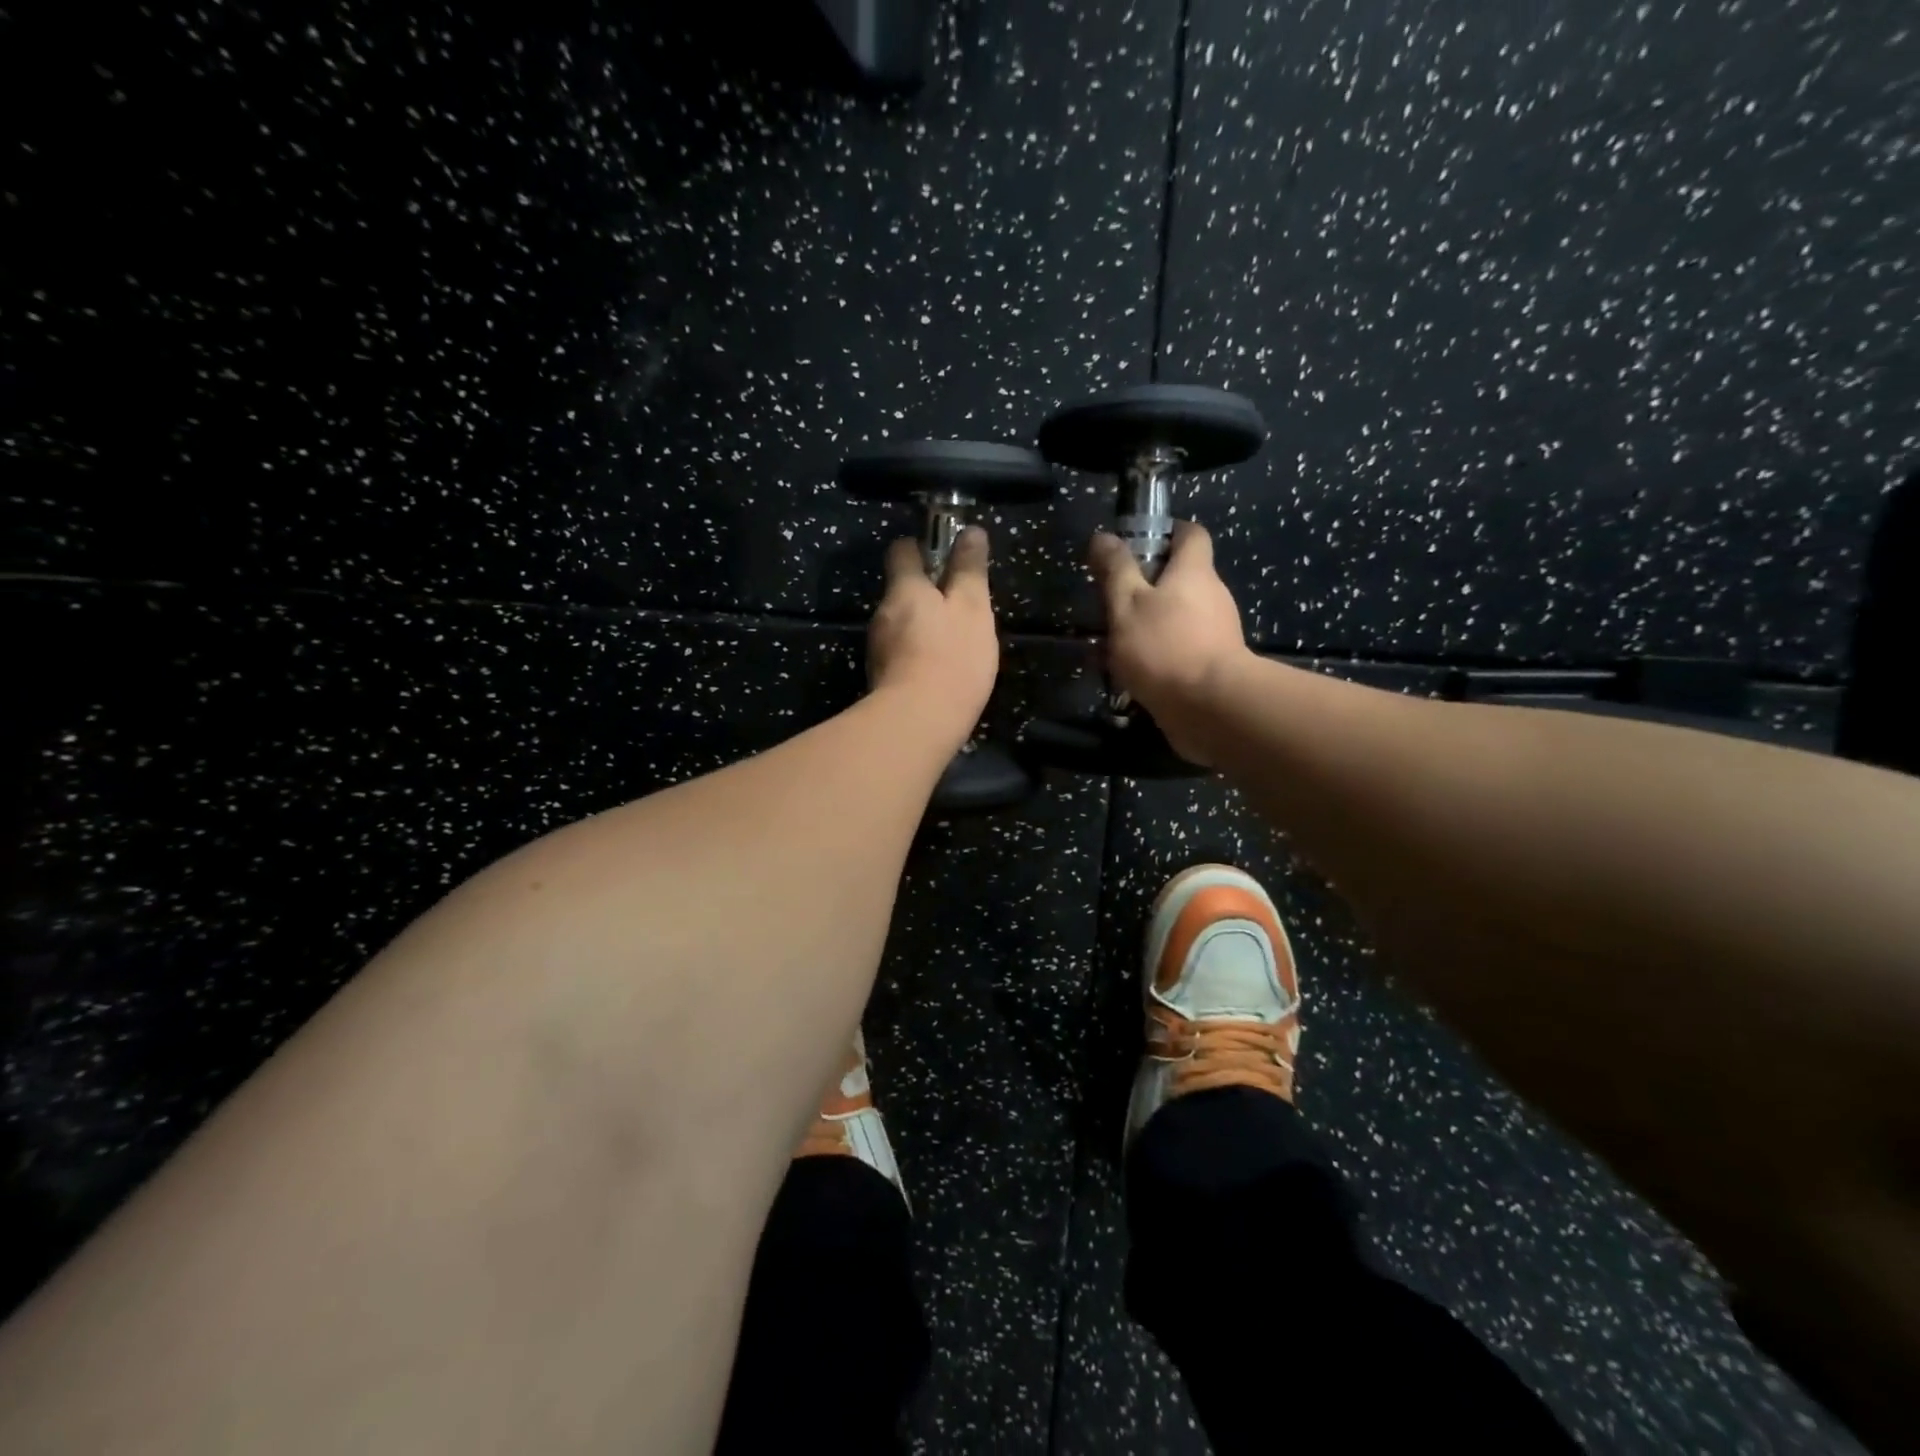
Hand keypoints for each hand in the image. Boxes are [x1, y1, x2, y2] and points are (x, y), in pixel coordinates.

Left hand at [867, 527, 999, 746]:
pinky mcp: (880, 677)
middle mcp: (883, 612)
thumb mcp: (973, 608)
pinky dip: (916, 654)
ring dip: (922, 626)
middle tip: (960, 608)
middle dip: (926, 594)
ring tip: (953, 644)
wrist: (918, 722)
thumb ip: (970, 569)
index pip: (902, 550)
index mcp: (904, 588)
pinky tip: (938, 671)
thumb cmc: (952, 657)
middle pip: (902, 590)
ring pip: (901, 624)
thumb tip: (970, 530)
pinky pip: (900, 653)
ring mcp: (877, 647)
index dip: (921, 547)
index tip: (944, 556)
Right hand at [1089, 521, 1250, 764]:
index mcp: (1194, 571)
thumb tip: (1103, 537)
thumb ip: (1115, 571)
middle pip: (1183, 578)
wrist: (1211, 707)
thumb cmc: (1164, 646)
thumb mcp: (1126, 604)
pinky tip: (1132, 674)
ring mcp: (1218, 632)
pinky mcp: (1215, 665)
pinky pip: (1182, 648)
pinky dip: (1159, 654)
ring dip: (1151, 623)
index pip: (1190, 534)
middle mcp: (1213, 595)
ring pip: (1179, 617)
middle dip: (1149, 586)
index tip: (1138, 544)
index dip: (1167, 532)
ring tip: (1115, 643)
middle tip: (1114, 601)